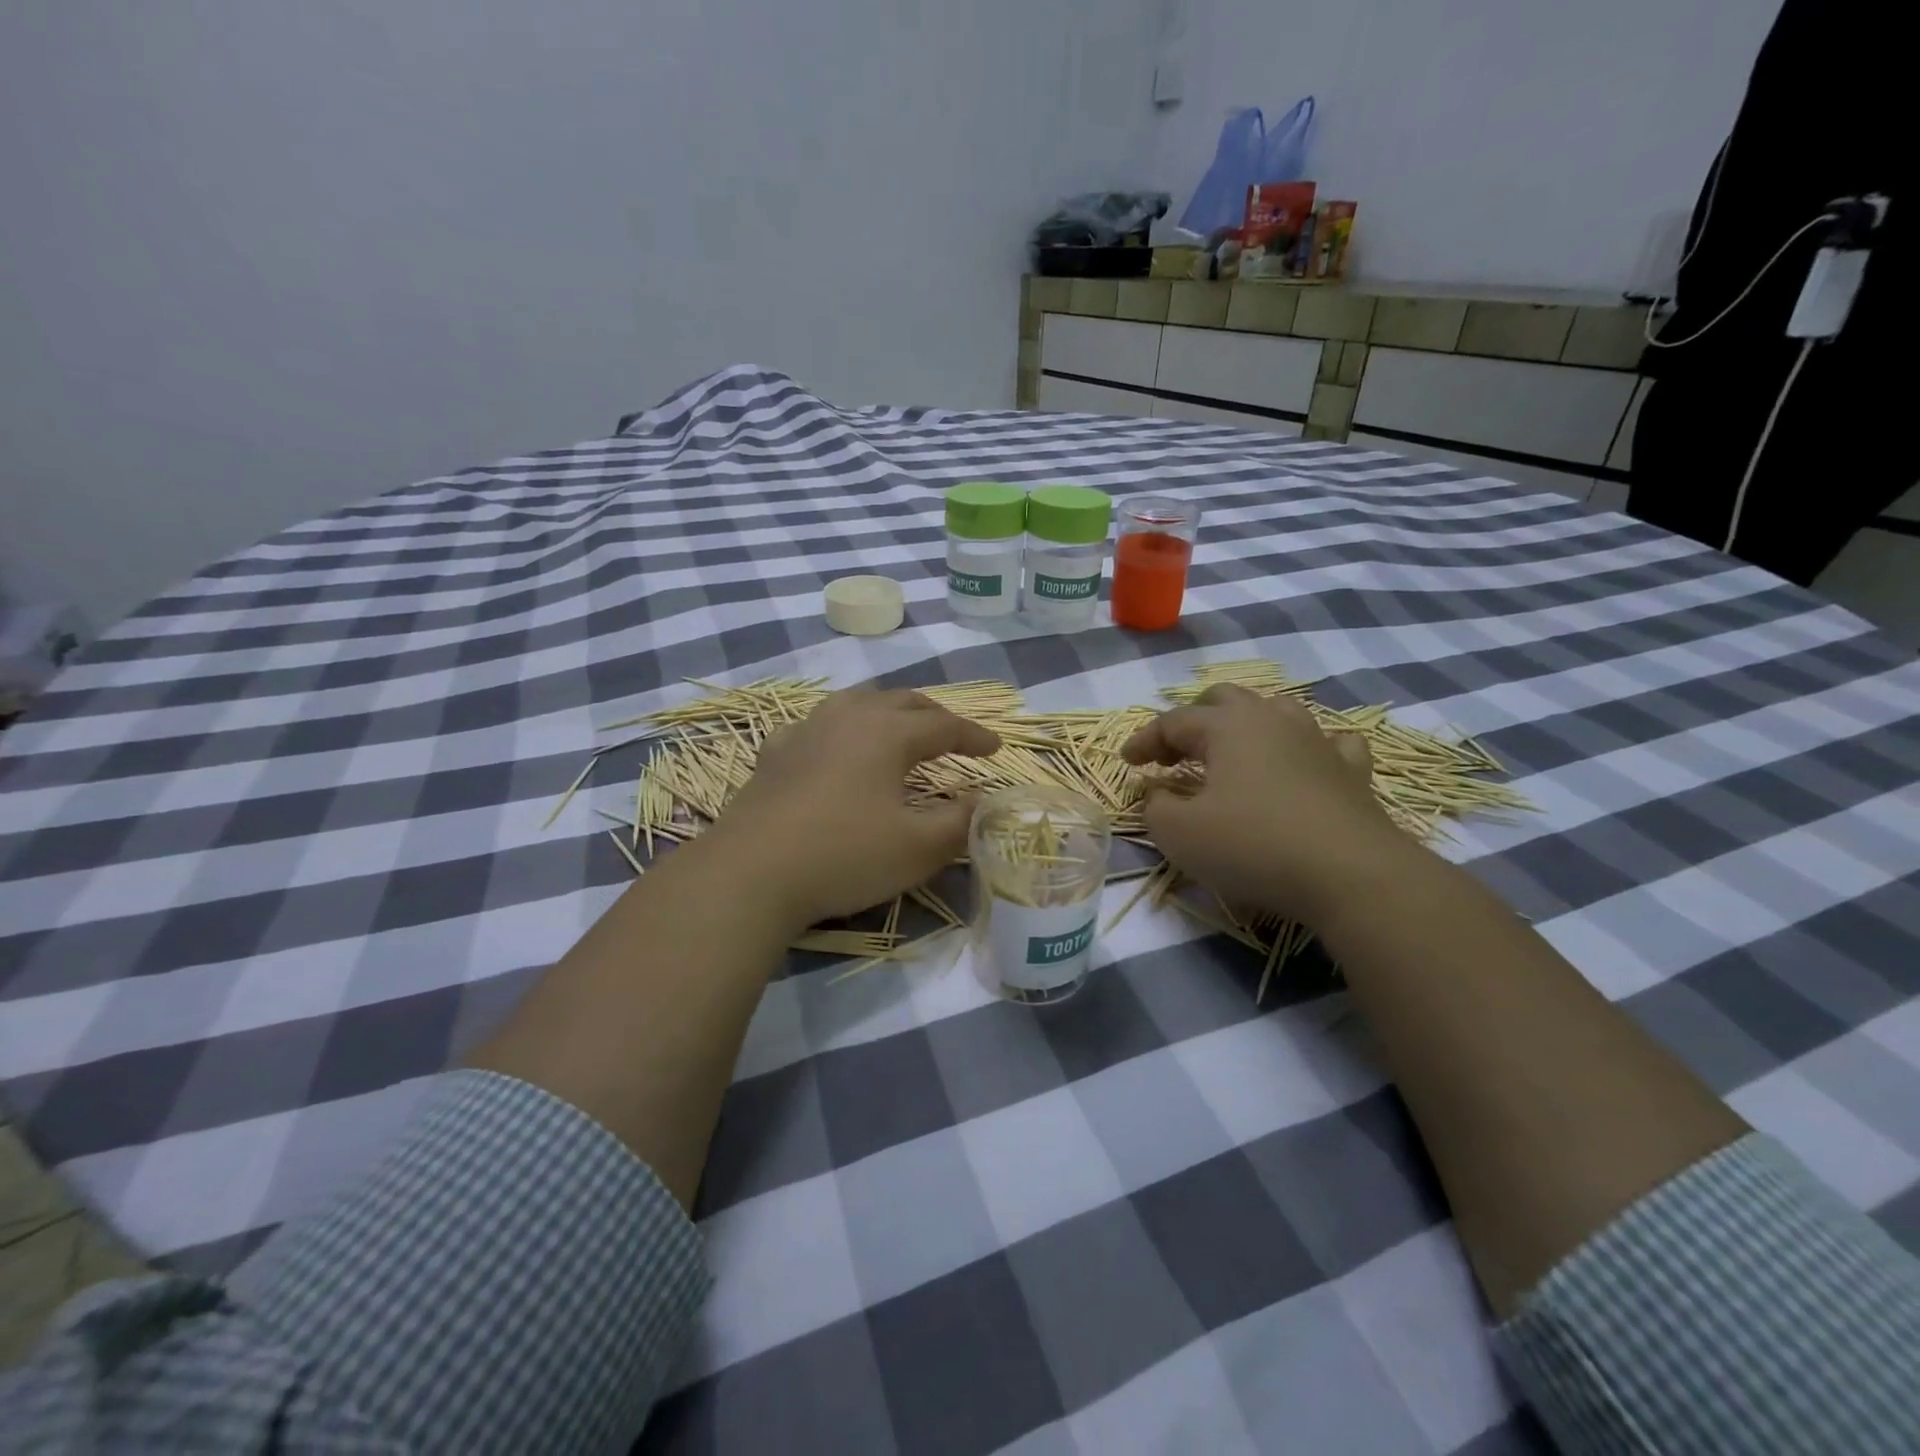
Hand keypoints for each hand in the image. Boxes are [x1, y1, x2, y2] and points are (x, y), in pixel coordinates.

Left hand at [710, 688, 1000, 929]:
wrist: (751, 873)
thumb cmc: (845, 856)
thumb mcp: (918, 848)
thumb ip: (960, 822)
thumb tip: (982, 801)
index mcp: (888, 733)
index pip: (943, 725)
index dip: (973, 736)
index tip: (995, 749)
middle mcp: (848, 717)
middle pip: (901, 701)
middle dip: (934, 715)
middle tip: (953, 735)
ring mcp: (806, 730)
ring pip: (856, 702)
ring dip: (888, 711)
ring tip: (899, 728)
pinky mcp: (775, 753)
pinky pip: (817, 724)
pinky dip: (840, 727)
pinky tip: (834, 745)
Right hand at [1121, 683, 1407, 926]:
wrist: (1350, 874)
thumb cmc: (1252, 846)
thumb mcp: (1179, 834)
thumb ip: (1155, 806)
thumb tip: (1158, 793)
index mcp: (1226, 727)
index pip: (1173, 722)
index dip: (1145, 741)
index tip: (1128, 764)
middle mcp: (1272, 720)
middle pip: (1224, 699)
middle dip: (1193, 720)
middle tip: (1175, 752)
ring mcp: (1317, 741)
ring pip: (1276, 710)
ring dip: (1246, 725)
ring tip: (1232, 752)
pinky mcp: (1352, 771)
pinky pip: (1328, 742)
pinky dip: (1306, 748)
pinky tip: (1302, 763)